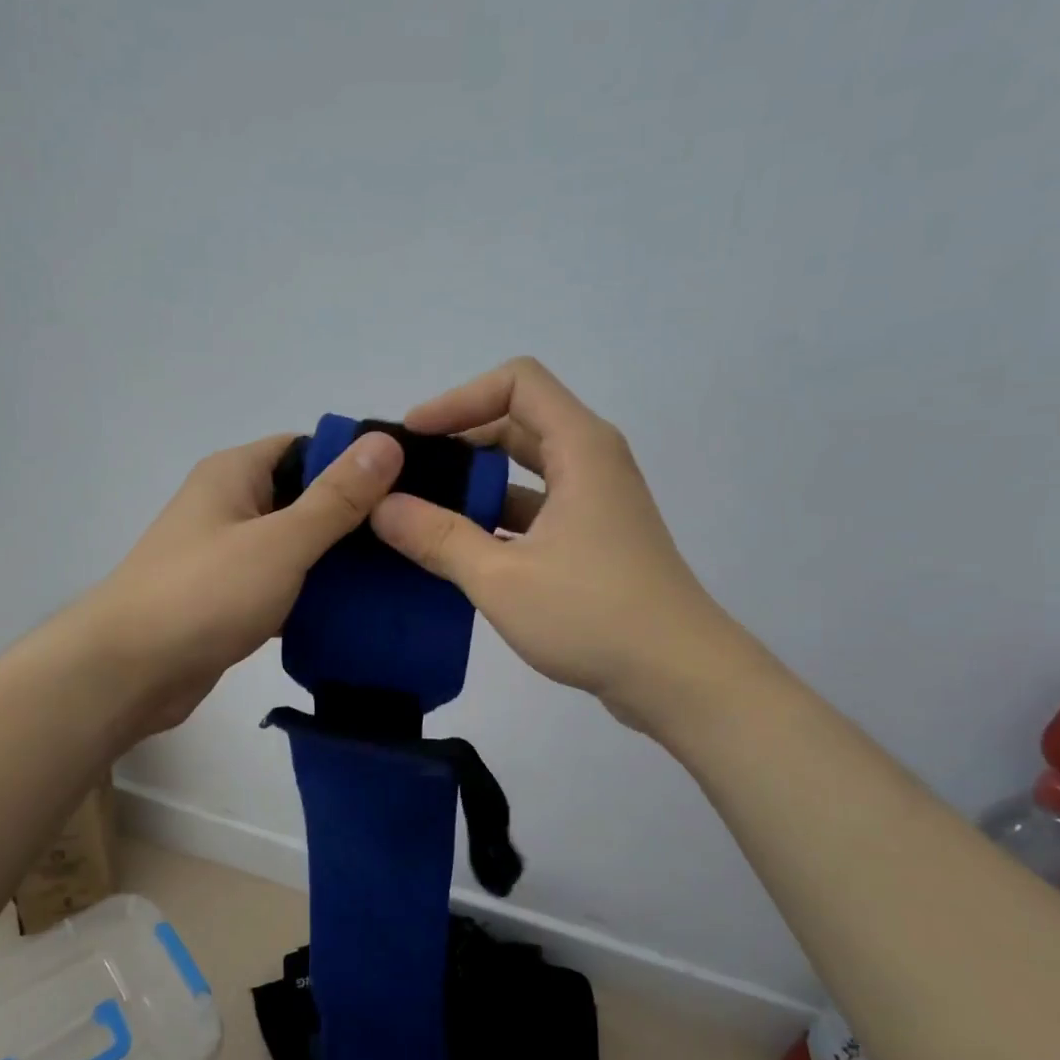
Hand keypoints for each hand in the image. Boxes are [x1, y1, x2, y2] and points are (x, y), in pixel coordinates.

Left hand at [72, 429, 405, 739]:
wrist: (128, 673)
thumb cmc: (204, 594)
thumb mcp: (280, 541)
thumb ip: (336, 498)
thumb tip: (386, 443)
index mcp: (235, 473)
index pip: (308, 448)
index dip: (356, 462)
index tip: (408, 487)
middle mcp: (229, 505)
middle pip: (305, 498)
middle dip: (354, 517)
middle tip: (412, 537)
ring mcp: (227, 554)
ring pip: (296, 546)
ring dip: (336, 561)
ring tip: (398, 575)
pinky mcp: (228, 599)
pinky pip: (282, 584)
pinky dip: (312, 595)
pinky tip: (357, 611)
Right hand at [370, 358, 760, 732]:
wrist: (678, 676)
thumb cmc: (592, 614)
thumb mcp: (501, 577)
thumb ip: (437, 538)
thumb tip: (381, 506)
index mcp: (580, 448)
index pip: (516, 383)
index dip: (459, 399)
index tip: (413, 437)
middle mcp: (591, 463)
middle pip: (518, 424)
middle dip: (460, 444)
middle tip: (407, 477)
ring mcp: (595, 504)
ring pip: (525, 473)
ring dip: (475, 487)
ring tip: (418, 515)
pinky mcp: (594, 540)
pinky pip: (535, 511)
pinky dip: (495, 521)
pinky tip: (456, 553)